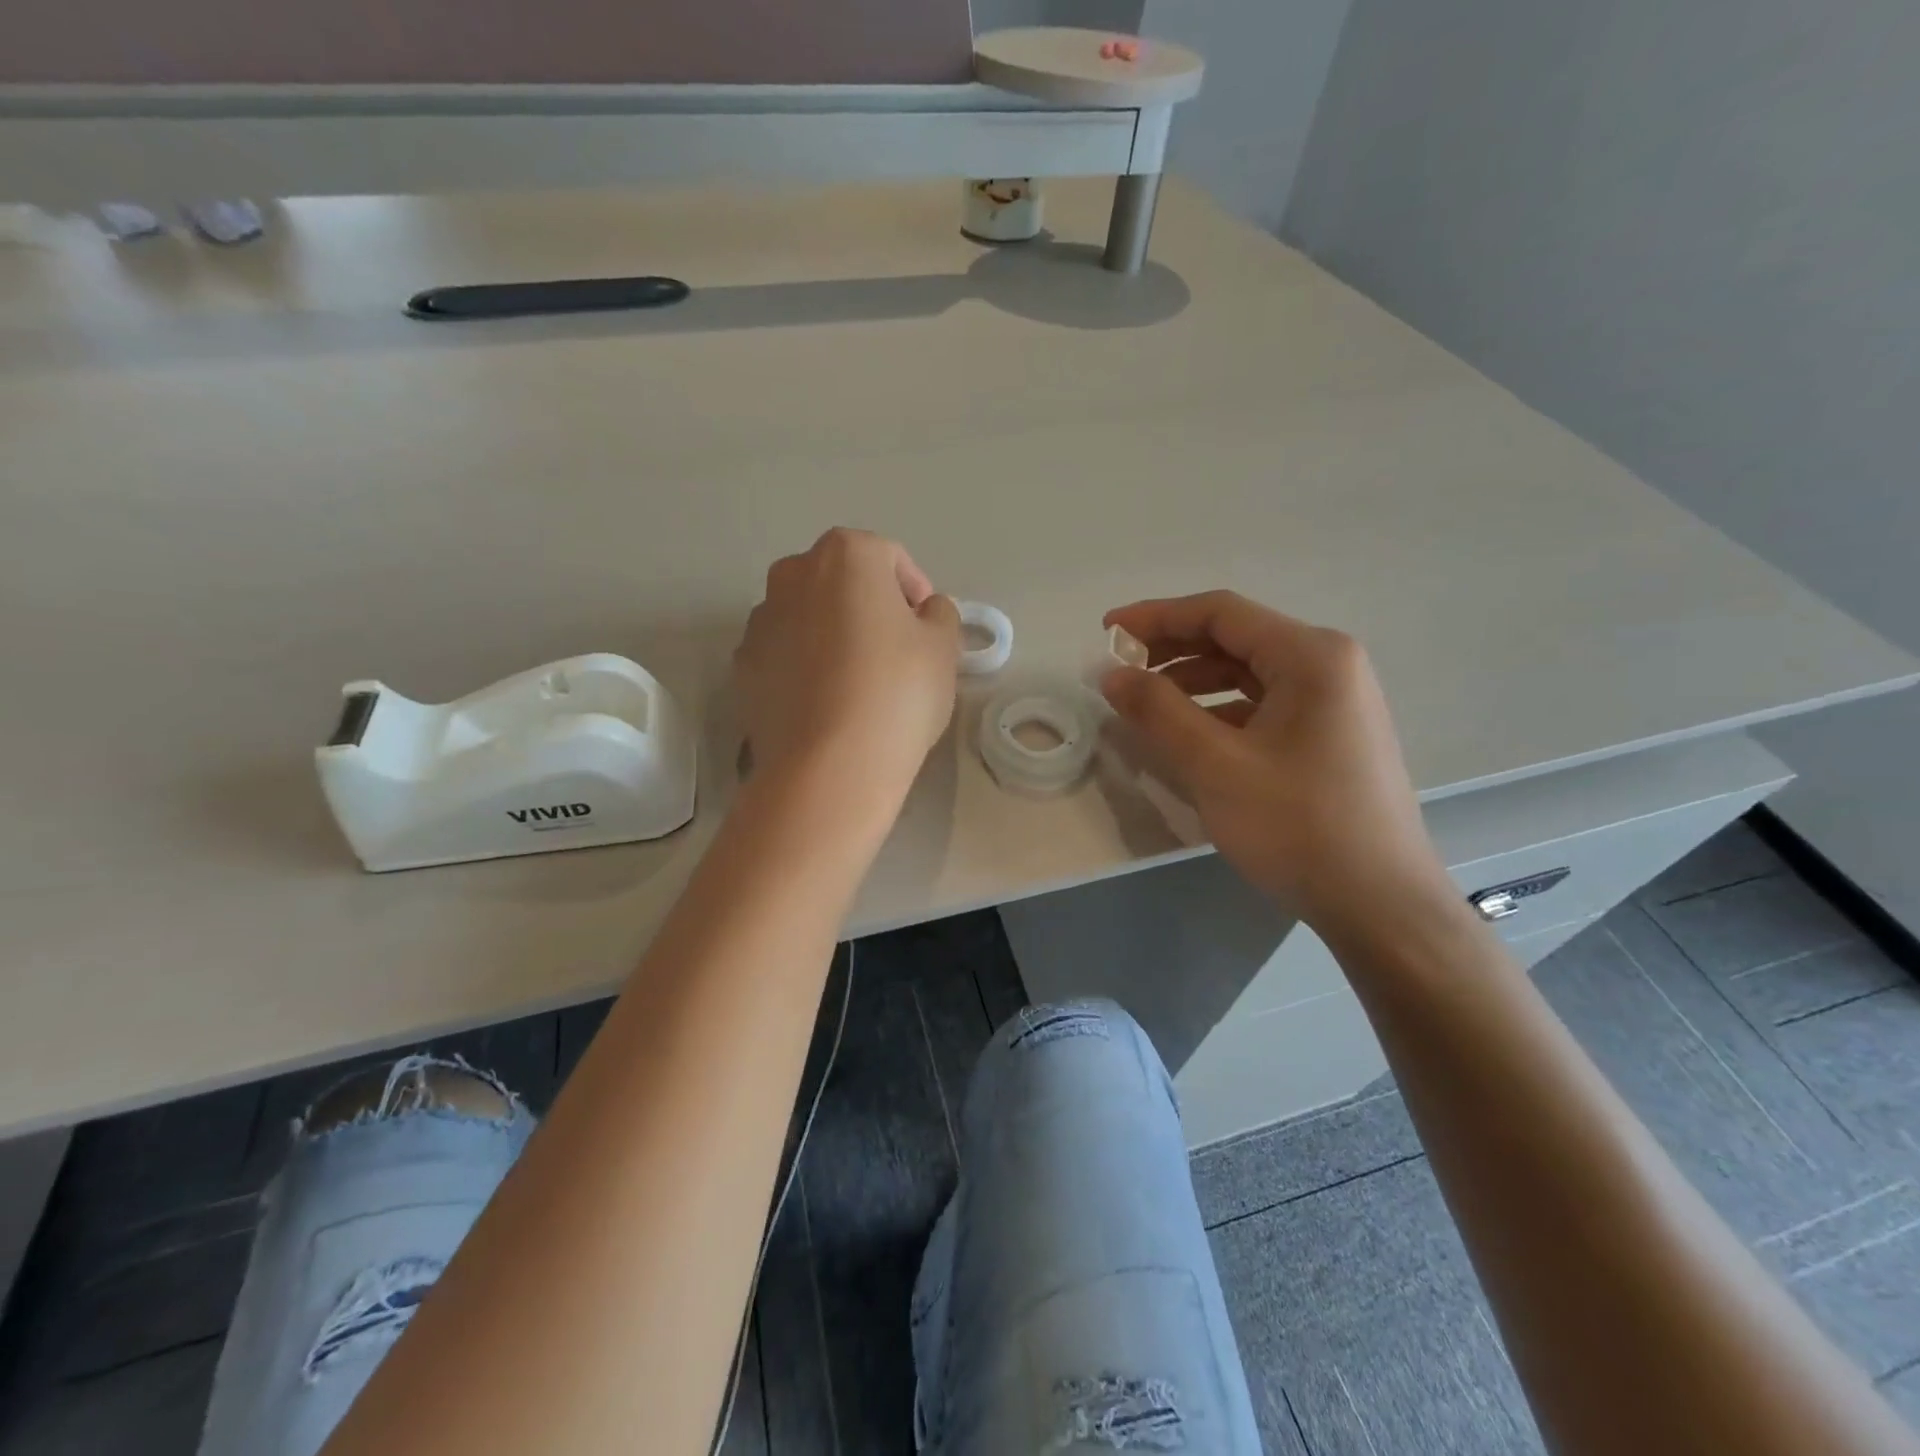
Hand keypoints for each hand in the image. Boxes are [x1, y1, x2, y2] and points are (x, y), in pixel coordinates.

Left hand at [734, 529, 960, 809]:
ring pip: (807, 616)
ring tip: (855, 683)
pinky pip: (783, 654)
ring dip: (831, 634)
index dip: (914, 590)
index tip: (927, 629)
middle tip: (893, 651)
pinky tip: (824, 704)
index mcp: (846, 555)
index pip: (889, 557)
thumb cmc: (897, 692)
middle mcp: (793, 574)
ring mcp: (760, 621)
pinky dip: (803, 667)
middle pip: (841, 580)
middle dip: (868, 606)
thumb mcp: (943, 647)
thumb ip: (939, 614)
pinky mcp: (742, 667)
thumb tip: (923, 613)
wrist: (829, 766)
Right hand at [1101, 591, 1456, 933]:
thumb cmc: (1298, 826)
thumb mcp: (1216, 766)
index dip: (1156, 617)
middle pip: (1236, 638)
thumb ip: (1157, 710)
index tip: (1106, 632)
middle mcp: (1329, 664)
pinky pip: (1264, 704)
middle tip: (1121, 670)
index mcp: (1311, 656)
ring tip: (1145, 703)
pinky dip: (1220, 710)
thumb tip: (1110, 672)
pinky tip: (1189, 736)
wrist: (1380, 905)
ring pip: (1249, 672)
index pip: (1220, 613)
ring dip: (1193, 681)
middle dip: (1172, 649)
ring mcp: (1335, 701)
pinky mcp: (1331, 735)